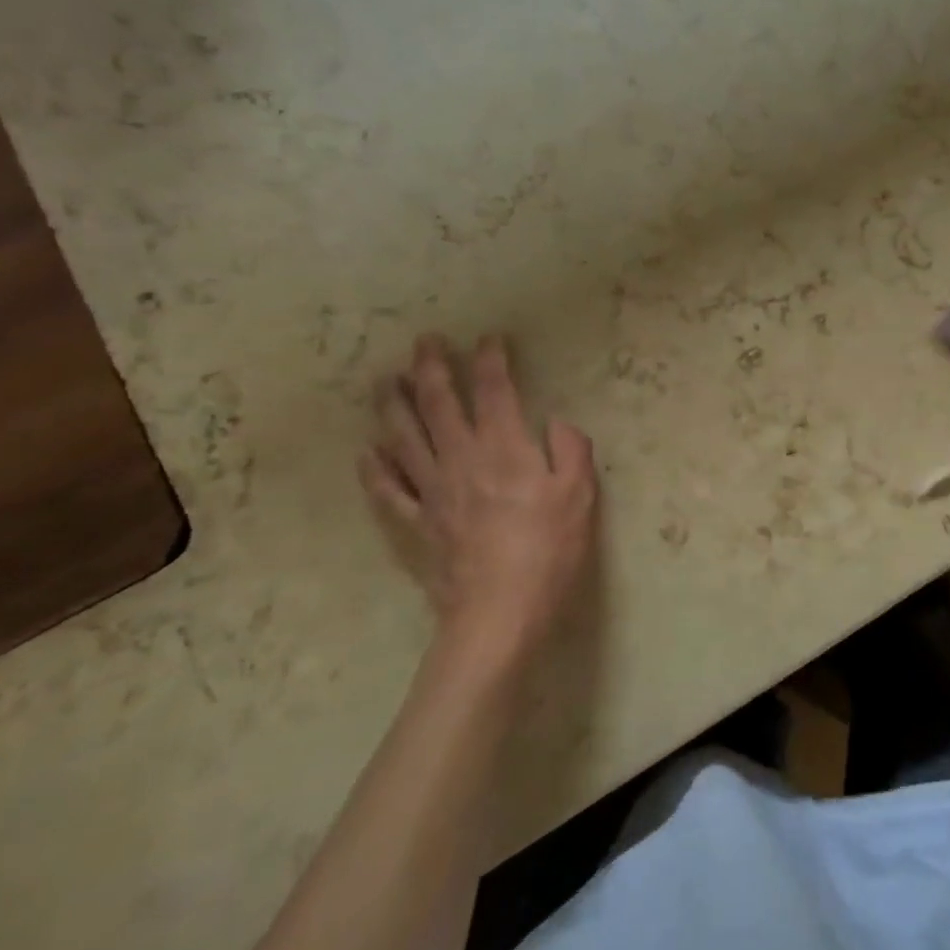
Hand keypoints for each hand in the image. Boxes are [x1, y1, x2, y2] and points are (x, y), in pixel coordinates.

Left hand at [359, 335, 597, 670]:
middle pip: (438, 403)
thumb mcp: (580, 495)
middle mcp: (462, 459)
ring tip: (386, 379)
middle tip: (424, 341)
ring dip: (393, 404)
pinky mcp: (417, 523)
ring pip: (404, 437)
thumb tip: (557, 423)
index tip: (488, 338)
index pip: (494, 390)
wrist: (500, 611)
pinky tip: (368, 451)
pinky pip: (389, 490)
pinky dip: (375, 468)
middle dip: (430, 367)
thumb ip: (572, 450)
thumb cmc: (548, 550)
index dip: (490, 359)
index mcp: (505, 448)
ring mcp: (433, 491)